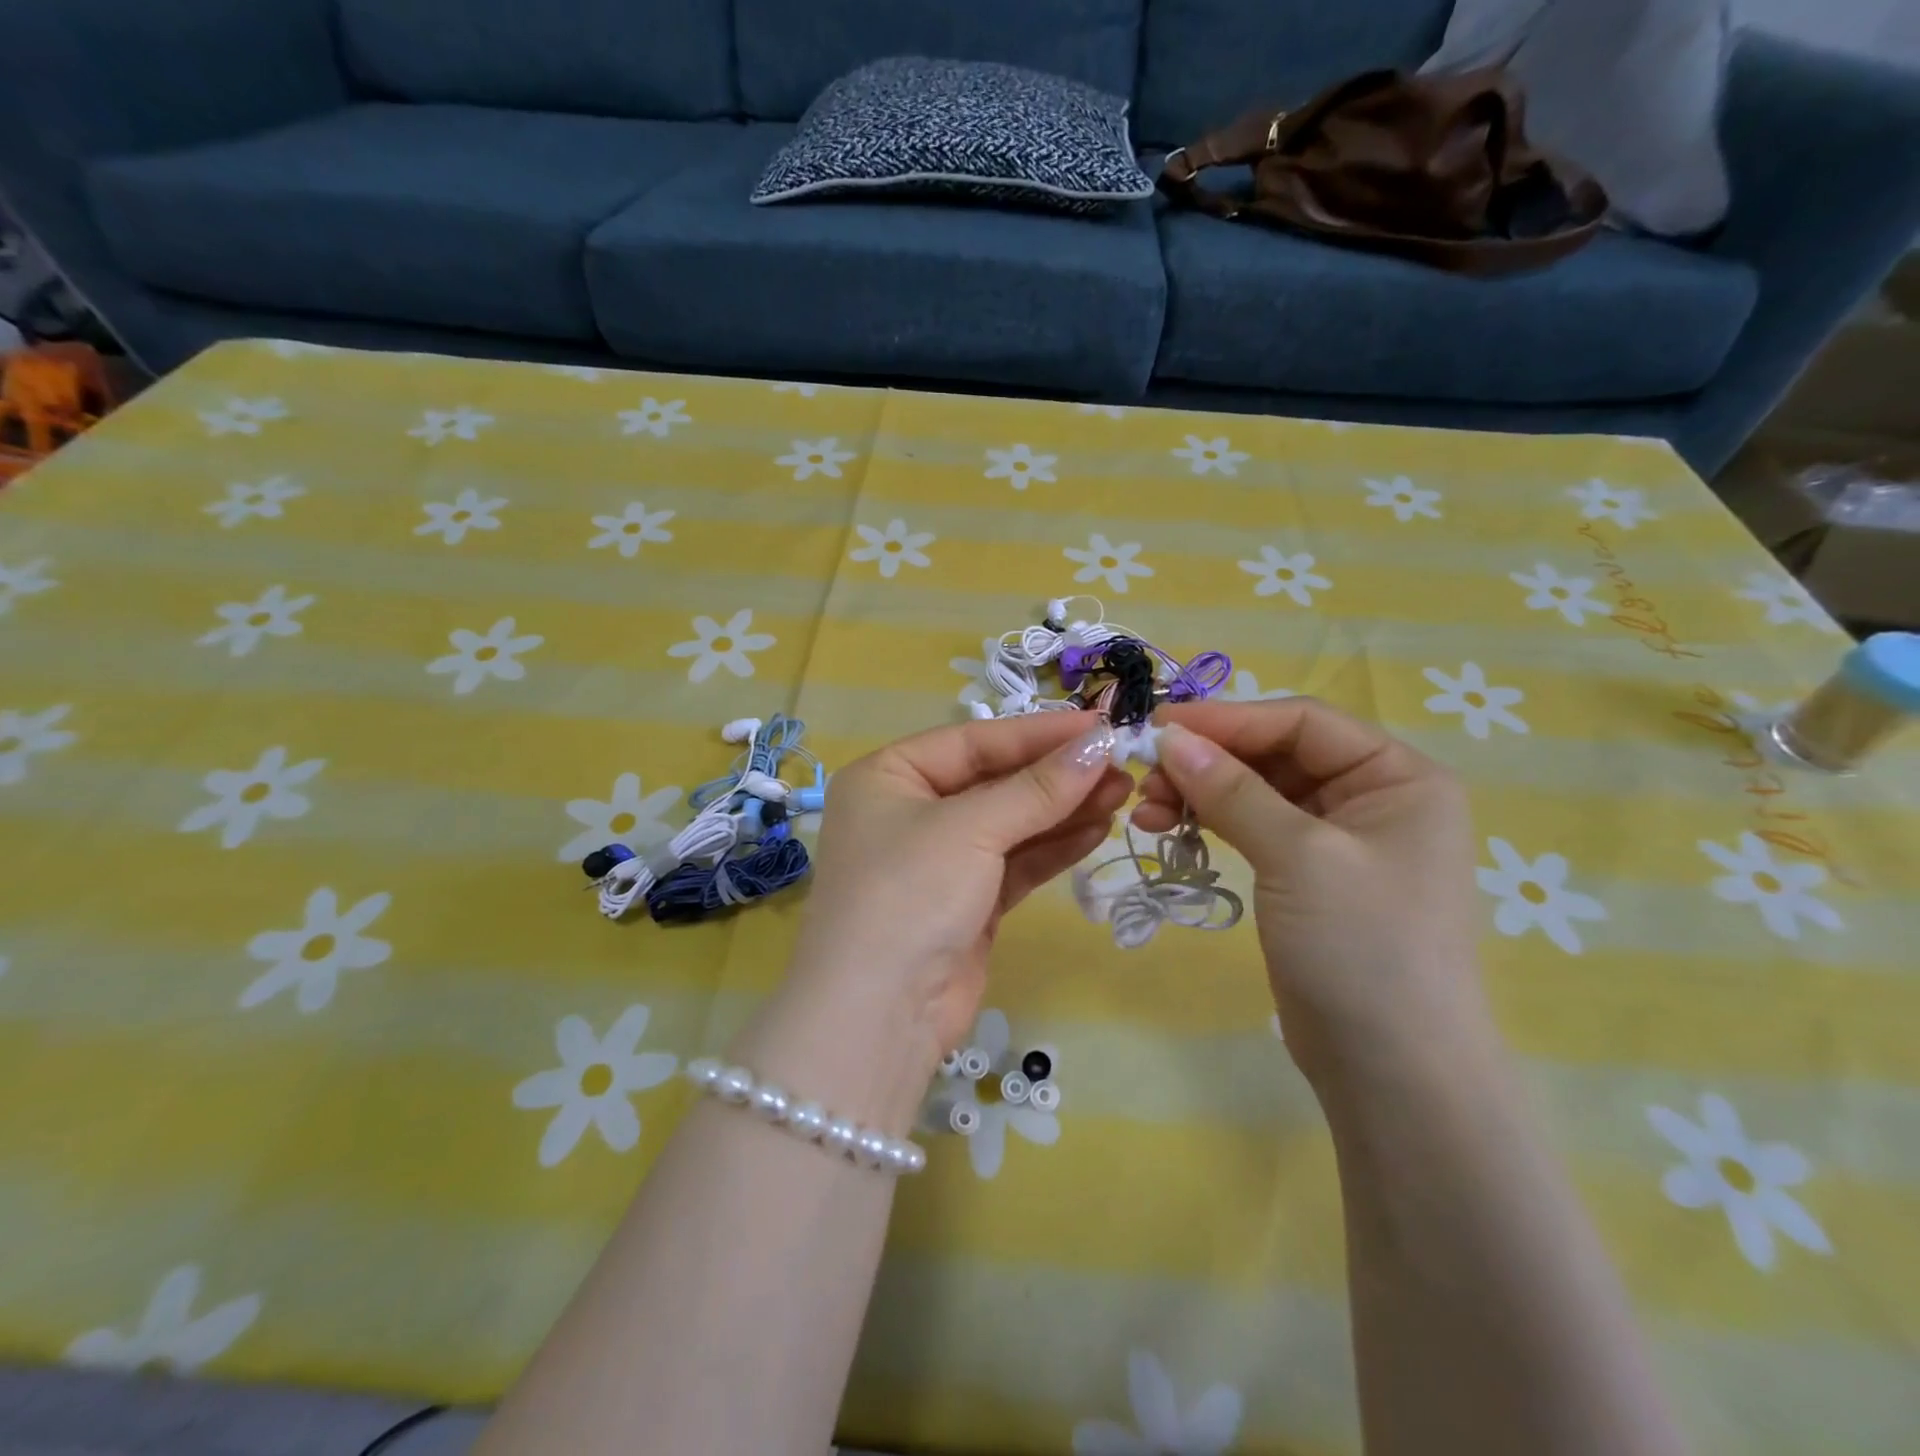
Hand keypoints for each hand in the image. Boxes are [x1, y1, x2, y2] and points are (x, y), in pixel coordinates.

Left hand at [784, 714, 1132, 1063]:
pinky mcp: (967, 904)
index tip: (1100, 727)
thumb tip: (1099, 745)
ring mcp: (940, 861)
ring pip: (1011, 823)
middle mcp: (910, 812)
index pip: (974, 741)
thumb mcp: (971, 829)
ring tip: (1121, 792)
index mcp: (889, 776)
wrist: (879, 1016)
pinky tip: (1097, 829)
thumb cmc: (910, 893)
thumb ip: (1037, 789)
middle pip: (995, 781)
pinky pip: (1015, 863)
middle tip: (1121, 763)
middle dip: (1056, 774)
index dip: (1038, 732)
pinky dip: (1053, 847)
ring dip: (1064, 809)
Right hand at [1132, 701, 1491, 1092]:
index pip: (1301, 721)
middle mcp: (1371, 797)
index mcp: (1397, 776)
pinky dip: (1209, 823)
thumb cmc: (1363, 948)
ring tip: (1145, 810)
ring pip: (1255, 792)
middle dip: (1207, 761)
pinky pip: (1251, 828)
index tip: (1157, 727)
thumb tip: (1169, 738)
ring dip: (1199, 793)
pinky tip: (1166, 828)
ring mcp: (1337, 840)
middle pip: (1274, 754)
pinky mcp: (1305, 876)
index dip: (1227, 719)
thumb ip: (1232, 790)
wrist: (1393, 1073)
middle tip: (1144, 776)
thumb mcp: (1298, 856)